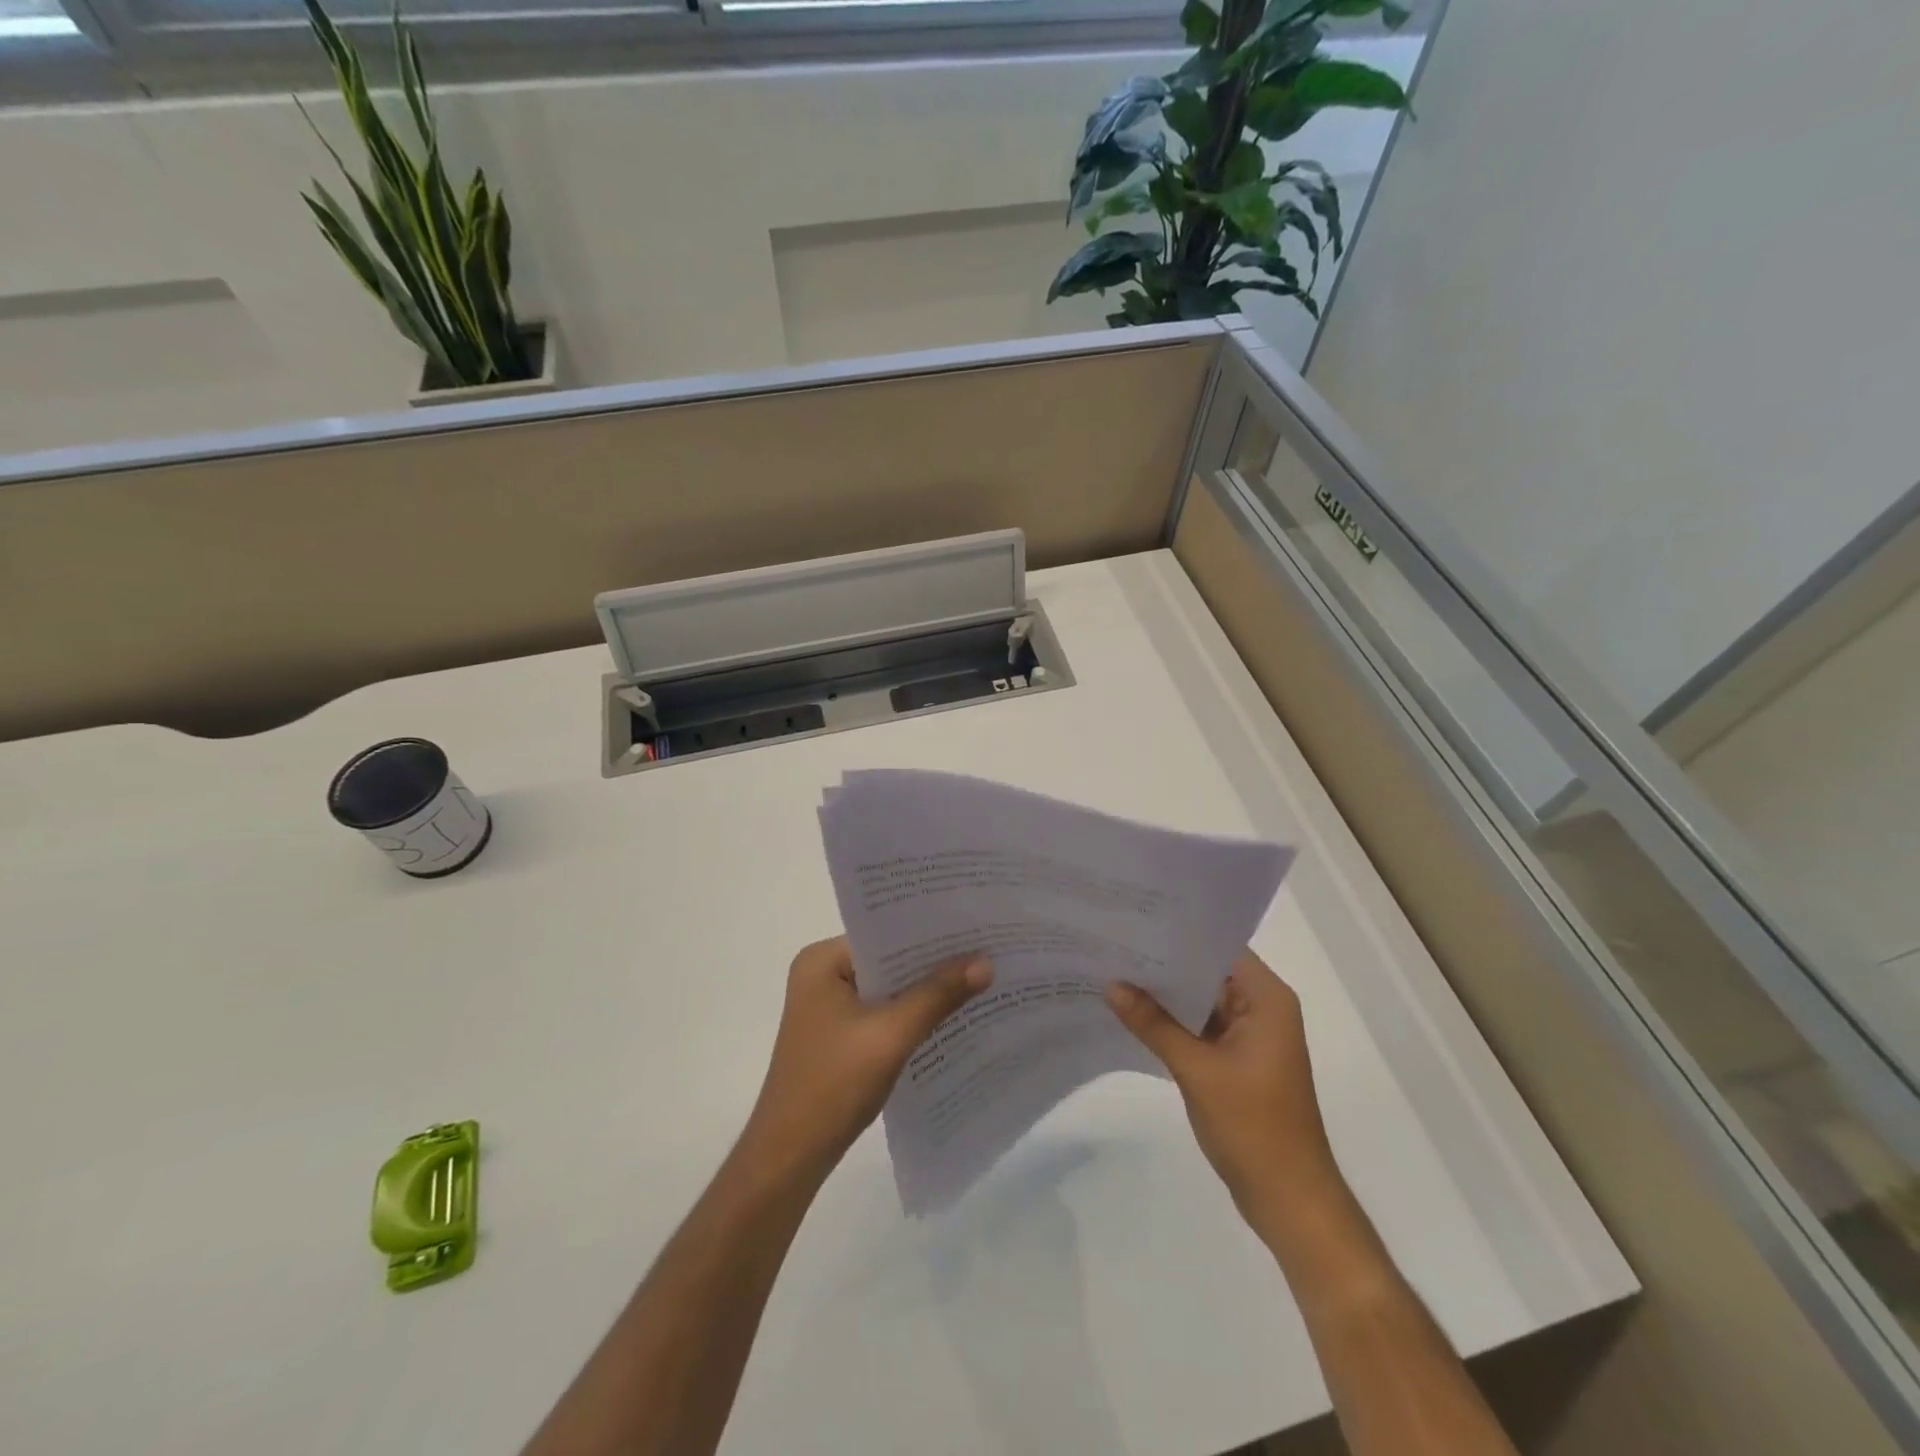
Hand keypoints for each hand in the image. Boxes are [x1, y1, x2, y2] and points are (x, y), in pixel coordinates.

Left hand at [740, 937, 992, 1186]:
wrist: (789, 1158)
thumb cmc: (832, 1085)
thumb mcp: (891, 1035)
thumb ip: (938, 995)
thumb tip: (986, 961)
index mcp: (821, 961)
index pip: (884, 932)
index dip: (929, 932)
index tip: (975, 926)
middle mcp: (822, 975)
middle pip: (888, 960)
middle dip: (932, 962)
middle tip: (987, 950)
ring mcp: (829, 1007)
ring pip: (889, 988)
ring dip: (925, 991)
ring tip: (979, 978)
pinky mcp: (839, 1035)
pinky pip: (883, 1013)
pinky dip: (912, 1015)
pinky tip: (950, 1018)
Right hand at [1106, 949, 1337, 1222]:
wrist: (1289, 1199)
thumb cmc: (1253, 1127)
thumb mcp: (1197, 1070)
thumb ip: (1153, 1024)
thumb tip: (1111, 984)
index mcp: (1266, 999)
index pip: (1218, 947)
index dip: (1177, 932)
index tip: (1134, 920)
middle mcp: (1261, 1008)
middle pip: (1207, 971)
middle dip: (1163, 962)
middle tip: (1113, 942)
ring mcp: (1249, 1036)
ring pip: (1200, 1000)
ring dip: (1165, 993)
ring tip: (1113, 969)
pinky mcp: (1236, 1060)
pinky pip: (1200, 1026)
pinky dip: (1171, 1020)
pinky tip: (1132, 1011)